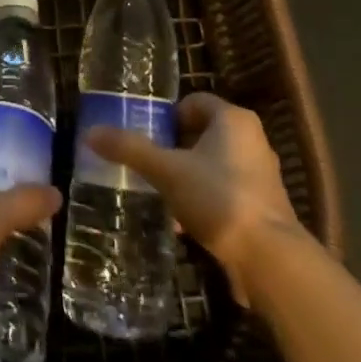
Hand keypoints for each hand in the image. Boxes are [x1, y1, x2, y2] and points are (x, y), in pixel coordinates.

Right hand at [85, 93, 307, 305]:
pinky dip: (205, 200)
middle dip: (175, 149)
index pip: (194, 101)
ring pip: (214, 165)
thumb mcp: (167, 171)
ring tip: (162, 195)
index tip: (148, 136)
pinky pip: (226, 192)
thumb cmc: (218, 199)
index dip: (168, 116)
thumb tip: (90, 133)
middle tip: (150, 165)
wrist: (270, 260)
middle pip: (203, 133)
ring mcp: (262, 175)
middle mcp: (252, 140)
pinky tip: (184, 223)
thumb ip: (130, 150)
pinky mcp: (264, 207)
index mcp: (233, 119)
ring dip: (188, 176)